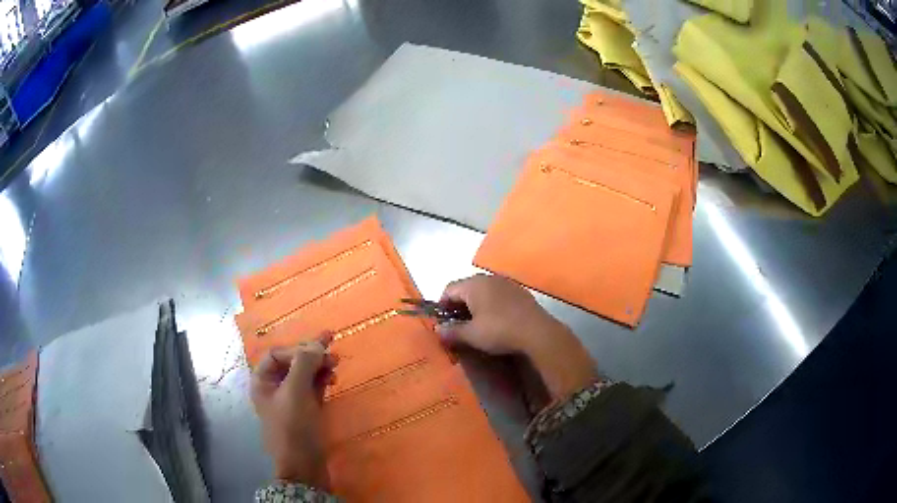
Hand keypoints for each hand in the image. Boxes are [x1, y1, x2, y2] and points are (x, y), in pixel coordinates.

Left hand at [250, 335, 337, 487]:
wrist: (304, 466)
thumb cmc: (293, 427)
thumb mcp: (296, 393)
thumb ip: (304, 364)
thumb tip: (316, 344)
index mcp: (262, 382)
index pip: (278, 354)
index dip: (297, 349)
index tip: (319, 351)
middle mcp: (273, 388)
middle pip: (292, 362)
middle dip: (311, 354)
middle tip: (333, 348)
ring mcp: (290, 400)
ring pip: (304, 374)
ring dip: (319, 366)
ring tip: (336, 363)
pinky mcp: (305, 410)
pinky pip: (312, 388)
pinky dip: (322, 380)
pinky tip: (332, 379)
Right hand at [438, 274, 597, 400]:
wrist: (537, 332)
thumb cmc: (499, 331)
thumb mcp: (471, 335)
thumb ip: (451, 331)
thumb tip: (437, 330)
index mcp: (473, 284)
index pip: (449, 289)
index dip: (442, 305)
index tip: (443, 322)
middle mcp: (489, 278)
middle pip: (466, 288)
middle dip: (459, 305)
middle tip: (457, 324)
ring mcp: (506, 283)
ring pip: (483, 291)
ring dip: (476, 305)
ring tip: (476, 323)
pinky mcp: (520, 292)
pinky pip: (498, 295)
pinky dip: (491, 305)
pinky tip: (495, 320)